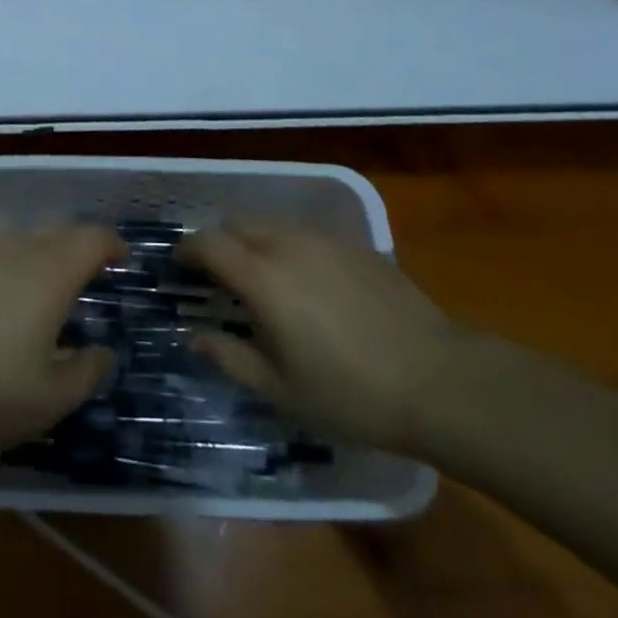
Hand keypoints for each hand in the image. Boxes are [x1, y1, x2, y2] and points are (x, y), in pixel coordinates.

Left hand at [0, 226, 125, 454]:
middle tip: (91, 277)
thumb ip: (86, 372)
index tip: (124, 260)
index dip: (113, 245)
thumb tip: (105, 351)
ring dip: (44, 256)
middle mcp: (18, 248)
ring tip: (46, 291)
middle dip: (81, 248)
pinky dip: (10, 267)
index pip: (93, 238)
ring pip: (24, 240)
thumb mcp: (48, 401)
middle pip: (60, 232)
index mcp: (50, 272)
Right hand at [181, 224, 464, 451]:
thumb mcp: (280, 389)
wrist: (437, 380)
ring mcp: (324, 239)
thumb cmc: (350, 394)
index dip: (187, 250)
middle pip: (237, 224)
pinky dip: (290, 247)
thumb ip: (229, 357)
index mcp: (262, 277)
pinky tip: (309, 285)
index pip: (208, 243)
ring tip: (264, 280)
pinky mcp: (355, 244)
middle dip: (220, 243)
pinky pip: (306, 234)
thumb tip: (193, 336)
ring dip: (255, 242)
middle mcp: (287, 244)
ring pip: (272, 224)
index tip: (179, 266)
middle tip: (221, 278)